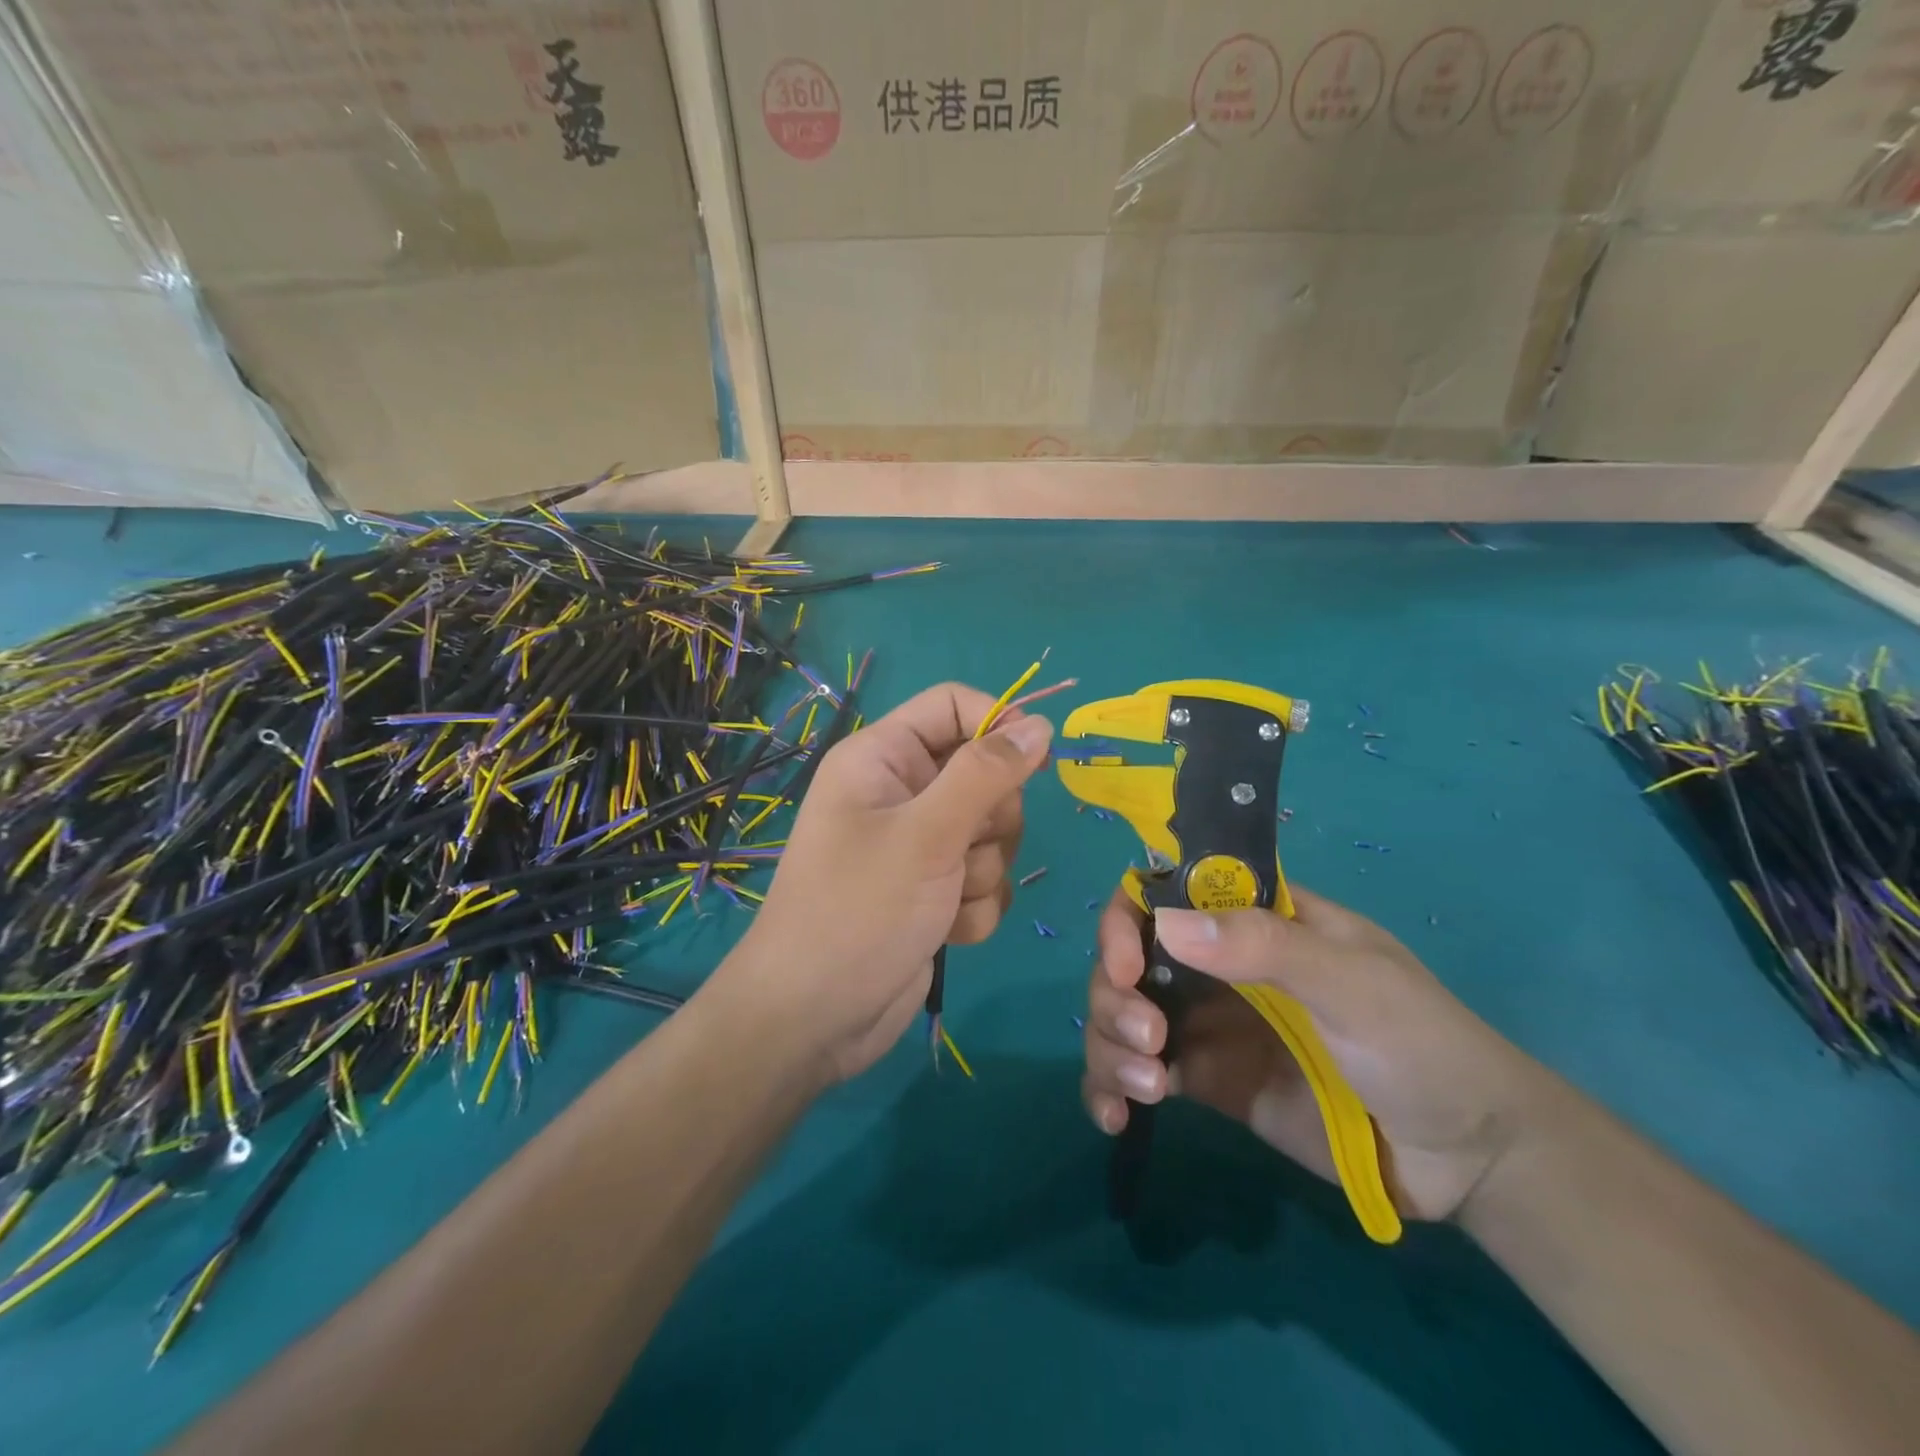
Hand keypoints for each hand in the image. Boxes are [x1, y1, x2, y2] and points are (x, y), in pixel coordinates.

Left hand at [725, 682, 1051, 1084]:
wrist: (815, 1019)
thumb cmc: (859, 910)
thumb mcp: (927, 834)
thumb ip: (986, 773)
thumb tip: (1039, 725)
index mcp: (883, 757)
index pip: (955, 705)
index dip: (998, 724)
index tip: (1034, 762)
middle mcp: (902, 792)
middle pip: (985, 773)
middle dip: (990, 819)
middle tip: (961, 848)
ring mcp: (920, 845)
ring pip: (993, 833)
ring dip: (982, 872)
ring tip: (943, 898)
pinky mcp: (935, 891)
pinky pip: (985, 880)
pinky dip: (975, 907)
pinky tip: (944, 930)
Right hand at [1080, 886, 1545, 1221]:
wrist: (1466, 1157)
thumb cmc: (1421, 1043)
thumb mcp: (1354, 983)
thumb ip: (1267, 947)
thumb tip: (1165, 923)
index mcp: (1252, 920)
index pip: (1165, 892)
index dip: (1129, 919)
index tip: (1127, 965)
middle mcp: (1217, 964)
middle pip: (1128, 958)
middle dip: (1115, 994)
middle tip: (1146, 1040)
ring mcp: (1208, 1024)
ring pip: (1122, 1014)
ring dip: (1109, 1044)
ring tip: (1147, 1089)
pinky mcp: (1207, 1082)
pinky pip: (1138, 1074)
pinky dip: (1110, 1090)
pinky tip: (1115, 1118)